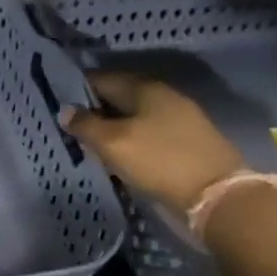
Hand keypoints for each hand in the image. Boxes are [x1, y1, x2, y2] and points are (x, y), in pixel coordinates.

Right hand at [60, 72, 244, 216]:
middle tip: (72, 127)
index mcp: (145, 88)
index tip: (58, 106)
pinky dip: (132, 139)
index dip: (77, 90)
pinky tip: (121, 154)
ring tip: (93, 144)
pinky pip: (149, 132)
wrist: (218, 196)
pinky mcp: (188, 141)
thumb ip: (85, 125)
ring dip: (114, 127)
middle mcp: (164, 96)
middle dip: (95, 109)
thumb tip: (65, 110)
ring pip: (135, 116)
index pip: (101, 79)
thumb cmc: (159, 161)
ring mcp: (180, 118)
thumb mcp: (113, 143)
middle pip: (120, 96)